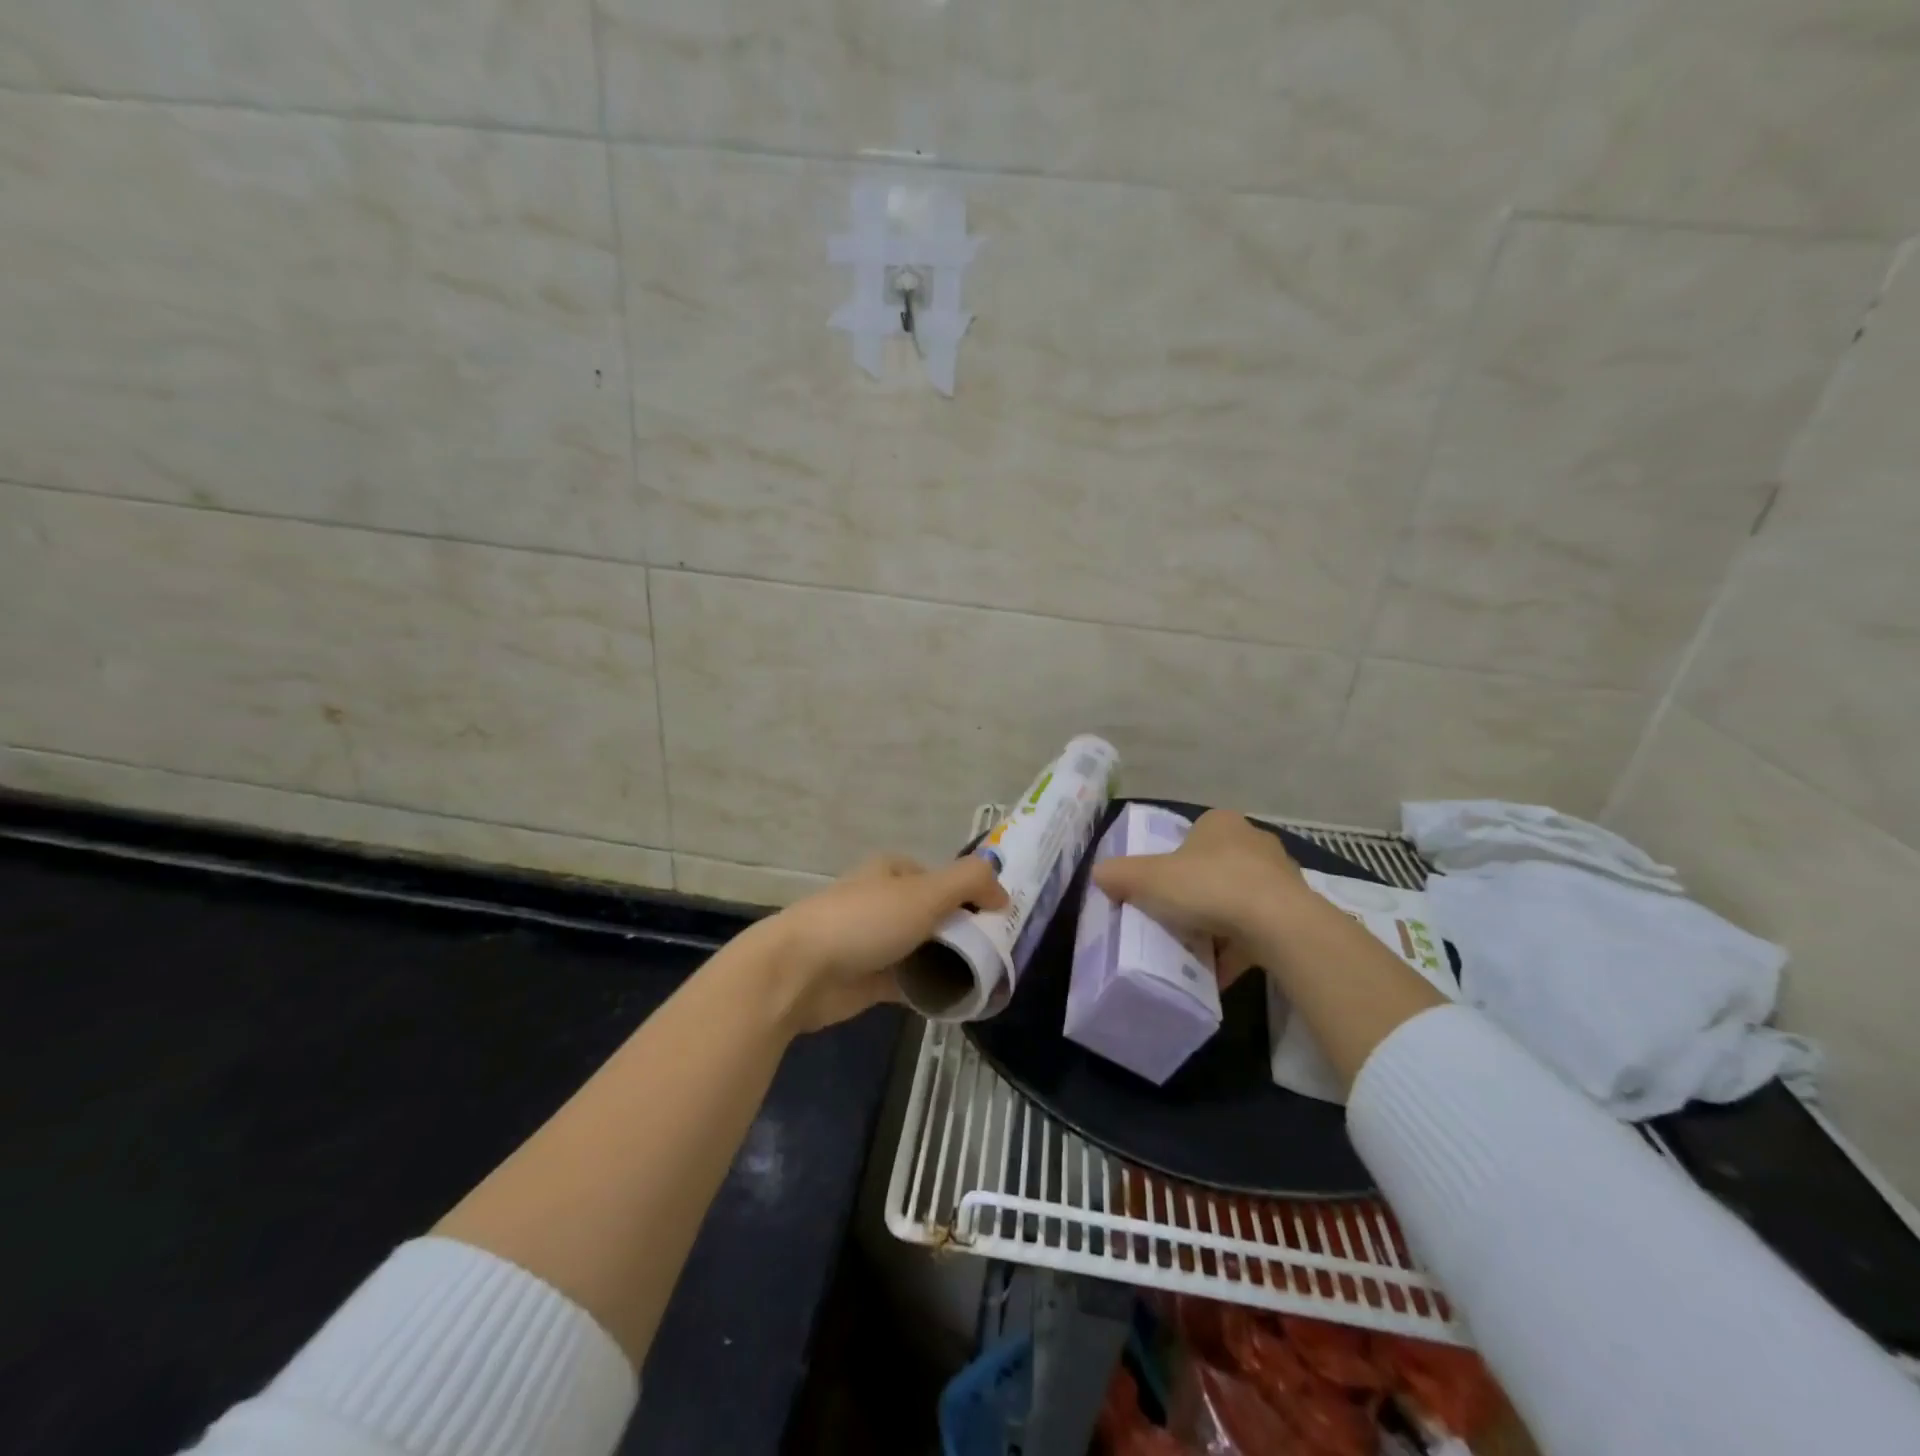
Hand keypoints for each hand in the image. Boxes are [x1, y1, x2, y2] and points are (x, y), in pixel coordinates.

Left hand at [760, 854, 1008, 1032]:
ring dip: (948, 962)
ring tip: (986, 978)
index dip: (971, 894)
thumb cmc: (865, 921)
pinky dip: (930, 989)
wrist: (800, 972)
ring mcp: (873, 942)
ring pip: (923, 949)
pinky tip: (957, 1001)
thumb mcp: (926, 893)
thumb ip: (970, 882)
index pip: (942, 878)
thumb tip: (1002, 892)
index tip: (999, 918)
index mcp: (892, 872)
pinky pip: (909, 982)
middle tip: (997, 952)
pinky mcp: (867, 980)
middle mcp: (883, 902)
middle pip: (934, 914)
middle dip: (962, 930)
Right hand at [1092, 810, 1306, 987]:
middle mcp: (1254, 841)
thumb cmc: (1209, 887)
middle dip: (1196, 893)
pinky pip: (1257, 929)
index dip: (1171, 862)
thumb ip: (1118, 874)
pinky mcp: (1296, 911)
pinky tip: (1218, 971)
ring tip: (1195, 949)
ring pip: (1238, 899)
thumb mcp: (1148, 878)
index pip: (1190, 837)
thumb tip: (1099, 874)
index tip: (1159, 890)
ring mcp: (1280, 876)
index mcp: (1220, 823)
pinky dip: (1238, 947)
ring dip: (1218, 923)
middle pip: (1214, 868)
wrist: (1279, 925)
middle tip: (1174, 918)